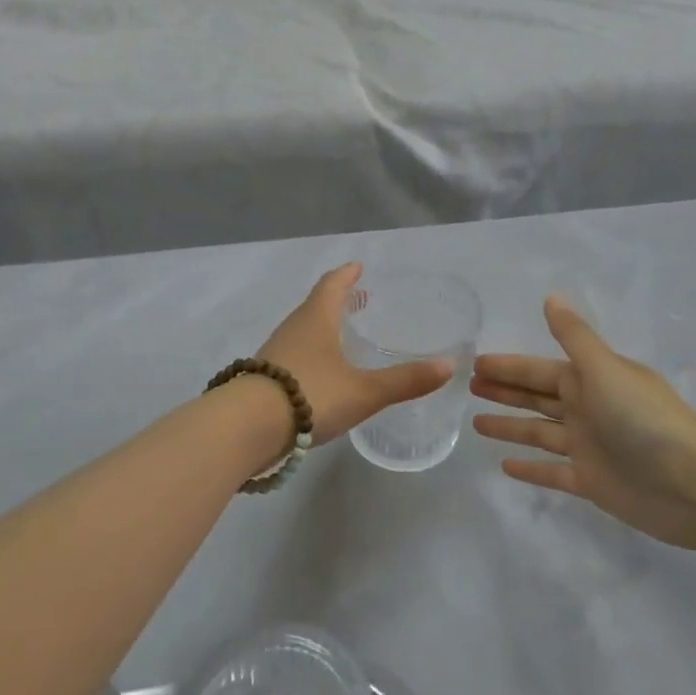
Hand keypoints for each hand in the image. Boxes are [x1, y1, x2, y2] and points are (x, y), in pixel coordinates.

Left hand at [259, 264, 452, 445]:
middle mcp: (293, 328)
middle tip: (357, 300)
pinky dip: (309, 353)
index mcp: (316, 319)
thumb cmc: (310, 395)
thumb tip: (449, 366)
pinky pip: (291, 355)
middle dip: (336, 301)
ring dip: (321, 327)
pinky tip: (318, 373)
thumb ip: (406, 380)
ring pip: (302, 331)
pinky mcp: (262, 378)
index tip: (357, 266)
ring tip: (340, 336)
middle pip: (315, 306)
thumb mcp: (364, 391)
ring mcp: (274, 353)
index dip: (346, 274)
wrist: (246, 428)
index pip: (331, 285)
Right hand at [470, 296, 695, 556]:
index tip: (475, 363)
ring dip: (510, 426)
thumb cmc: (645, 419)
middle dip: (504, 390)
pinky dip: (531, 469)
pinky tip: (504, 467)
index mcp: (589, 380)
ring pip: (539, 432)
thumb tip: (551, 297)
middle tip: (467, 386)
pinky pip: (552, 472)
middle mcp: (587, 409)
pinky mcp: (592, 481)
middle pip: (536, 397)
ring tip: (475, 423)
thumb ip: (574, 337)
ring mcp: (588, 446)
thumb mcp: (605, 369)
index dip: (507, 366)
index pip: (538, 370)